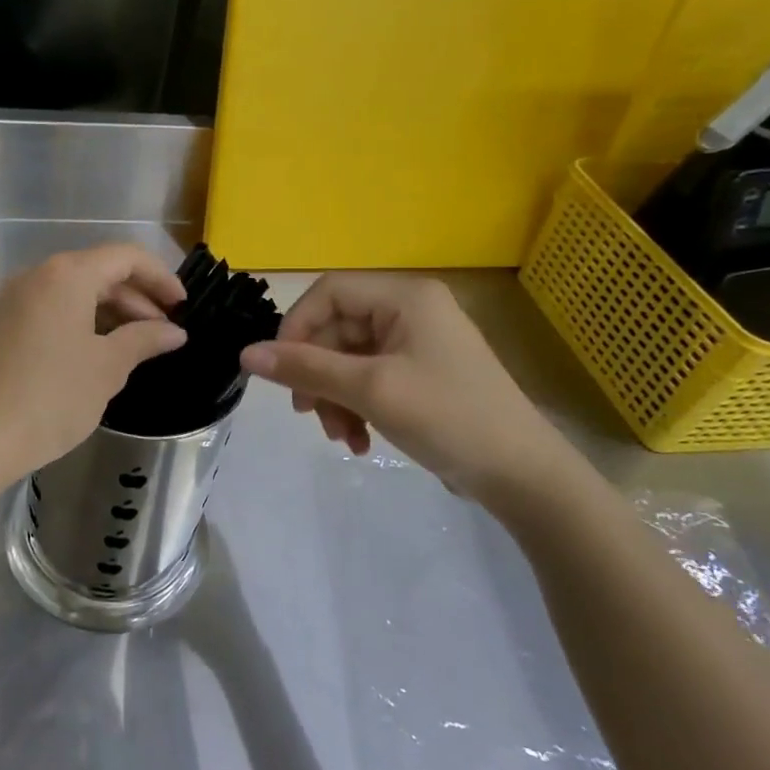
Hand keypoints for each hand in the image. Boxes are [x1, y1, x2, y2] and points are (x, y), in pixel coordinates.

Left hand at [0, 244, 187, 482]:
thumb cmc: (50, 398)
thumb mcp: (106, 368)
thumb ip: (144, 340)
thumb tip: (174, 331)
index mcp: (66, 275)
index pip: (125, 257)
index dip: (160, 277)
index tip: (183, 306)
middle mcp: (35, 276)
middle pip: (97, 271)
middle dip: (136, 298)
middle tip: (163, 333)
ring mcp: (11, 301)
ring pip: (71, 293)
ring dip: (108, 313)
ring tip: (133, 347)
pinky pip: (48, 311)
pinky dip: (78, 324)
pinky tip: (93, 356)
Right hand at [239, 273, 576, 502]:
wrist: (524, 476)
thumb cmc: (449, 418)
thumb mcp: (371, 390)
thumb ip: (306, 368)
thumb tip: (245, 354)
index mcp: (405, 297)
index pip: (328, 293)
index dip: (296, 327)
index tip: (280, 370)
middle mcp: (410, 311)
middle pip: (336, 331)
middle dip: (318, 376)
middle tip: (307, 414)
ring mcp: (416, 344)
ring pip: (347, 360)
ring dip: (334, 398)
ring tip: (340, 436)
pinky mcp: (419, 375)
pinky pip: (368, 380)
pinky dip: (355, 408)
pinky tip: (359, 441)